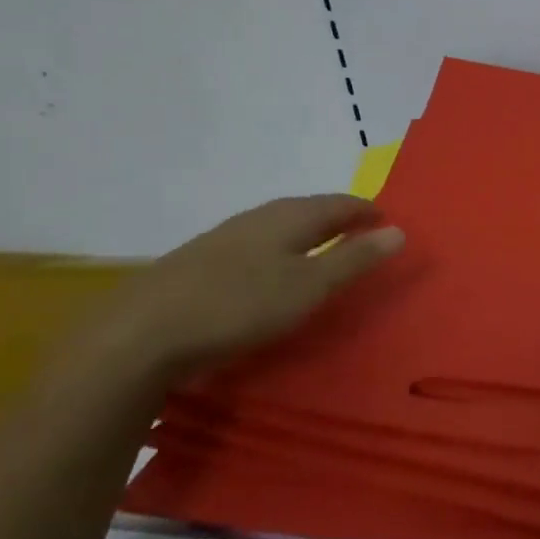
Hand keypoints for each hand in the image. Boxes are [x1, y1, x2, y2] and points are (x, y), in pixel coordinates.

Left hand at [76, 196, 403, 391]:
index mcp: (287, 217)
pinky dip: (275, 252)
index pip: (338, 203)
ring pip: (275, 227)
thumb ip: (354, 259)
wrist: (140, 335)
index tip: (387, 219)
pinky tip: (266, 273)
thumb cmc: (239, 306)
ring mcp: (221, 239)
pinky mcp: (197, 264)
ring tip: (320, 250)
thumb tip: (399, 230)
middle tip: (359, 232)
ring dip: (304, 234)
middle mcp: (255, 218)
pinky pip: (252, 247)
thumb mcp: (309, 287)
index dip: (365, 210)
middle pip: (306, 209)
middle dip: (336, 218)